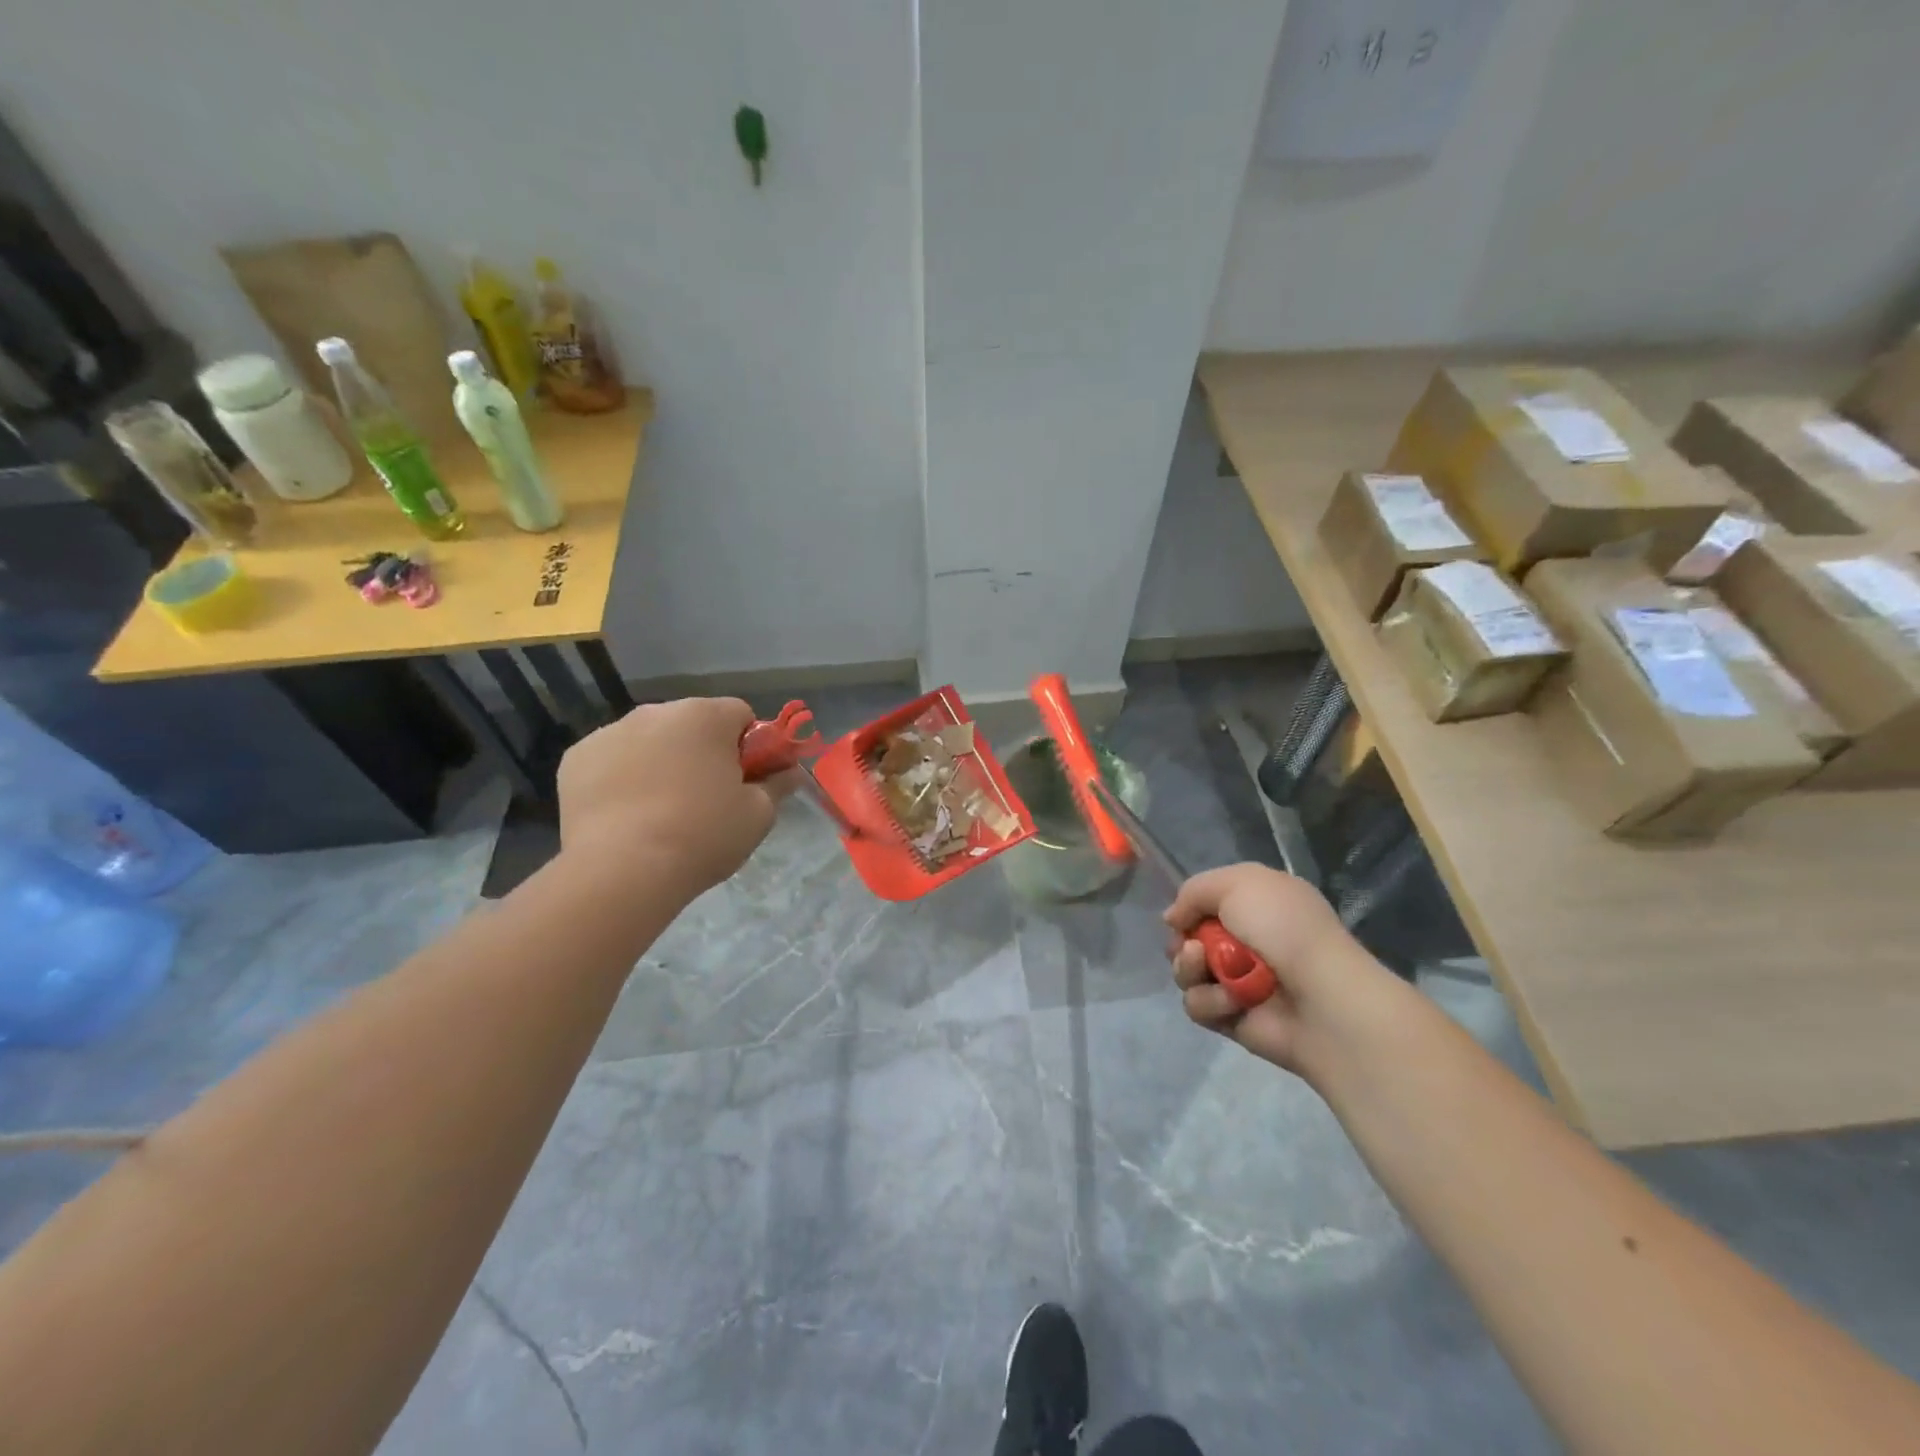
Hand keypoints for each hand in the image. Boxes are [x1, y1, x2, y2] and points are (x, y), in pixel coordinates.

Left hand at [556, 697, 781, 897]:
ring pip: (650, 740)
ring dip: (661, 762)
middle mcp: (656, 711)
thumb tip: (790, 771)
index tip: (745, 780)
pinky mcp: (576, 758)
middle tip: (706, 799)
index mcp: (705, 715)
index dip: (750, 746)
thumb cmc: (703, 835)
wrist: (623, 871)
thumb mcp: (759, 815)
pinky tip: (626, 814)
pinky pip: (613, 760)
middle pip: (692, 724)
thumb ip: (778, 785)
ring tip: (661, 812)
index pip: (740, 715)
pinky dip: (622, 777)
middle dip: (702, 751)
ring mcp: (610, 732)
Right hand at [1165, 864, 1402, 1080]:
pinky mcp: (1232, 1018)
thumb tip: (1172, 919)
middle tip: (1195, 948)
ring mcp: (1238, 981)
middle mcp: (1246, 941)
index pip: (1206, 903)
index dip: (1189, 908)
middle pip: (1188, 939)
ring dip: (1191, 969)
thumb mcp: (1238, 883)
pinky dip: (1211, 1002)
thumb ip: (1194, 891)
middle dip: (1182, 942)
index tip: (1183, 916)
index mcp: (1256, 905)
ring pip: (1186, 972)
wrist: (1321, 998)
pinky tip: (1234, 1002)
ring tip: (1211, 970)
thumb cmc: (1284, 928)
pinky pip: (1198, 1006)